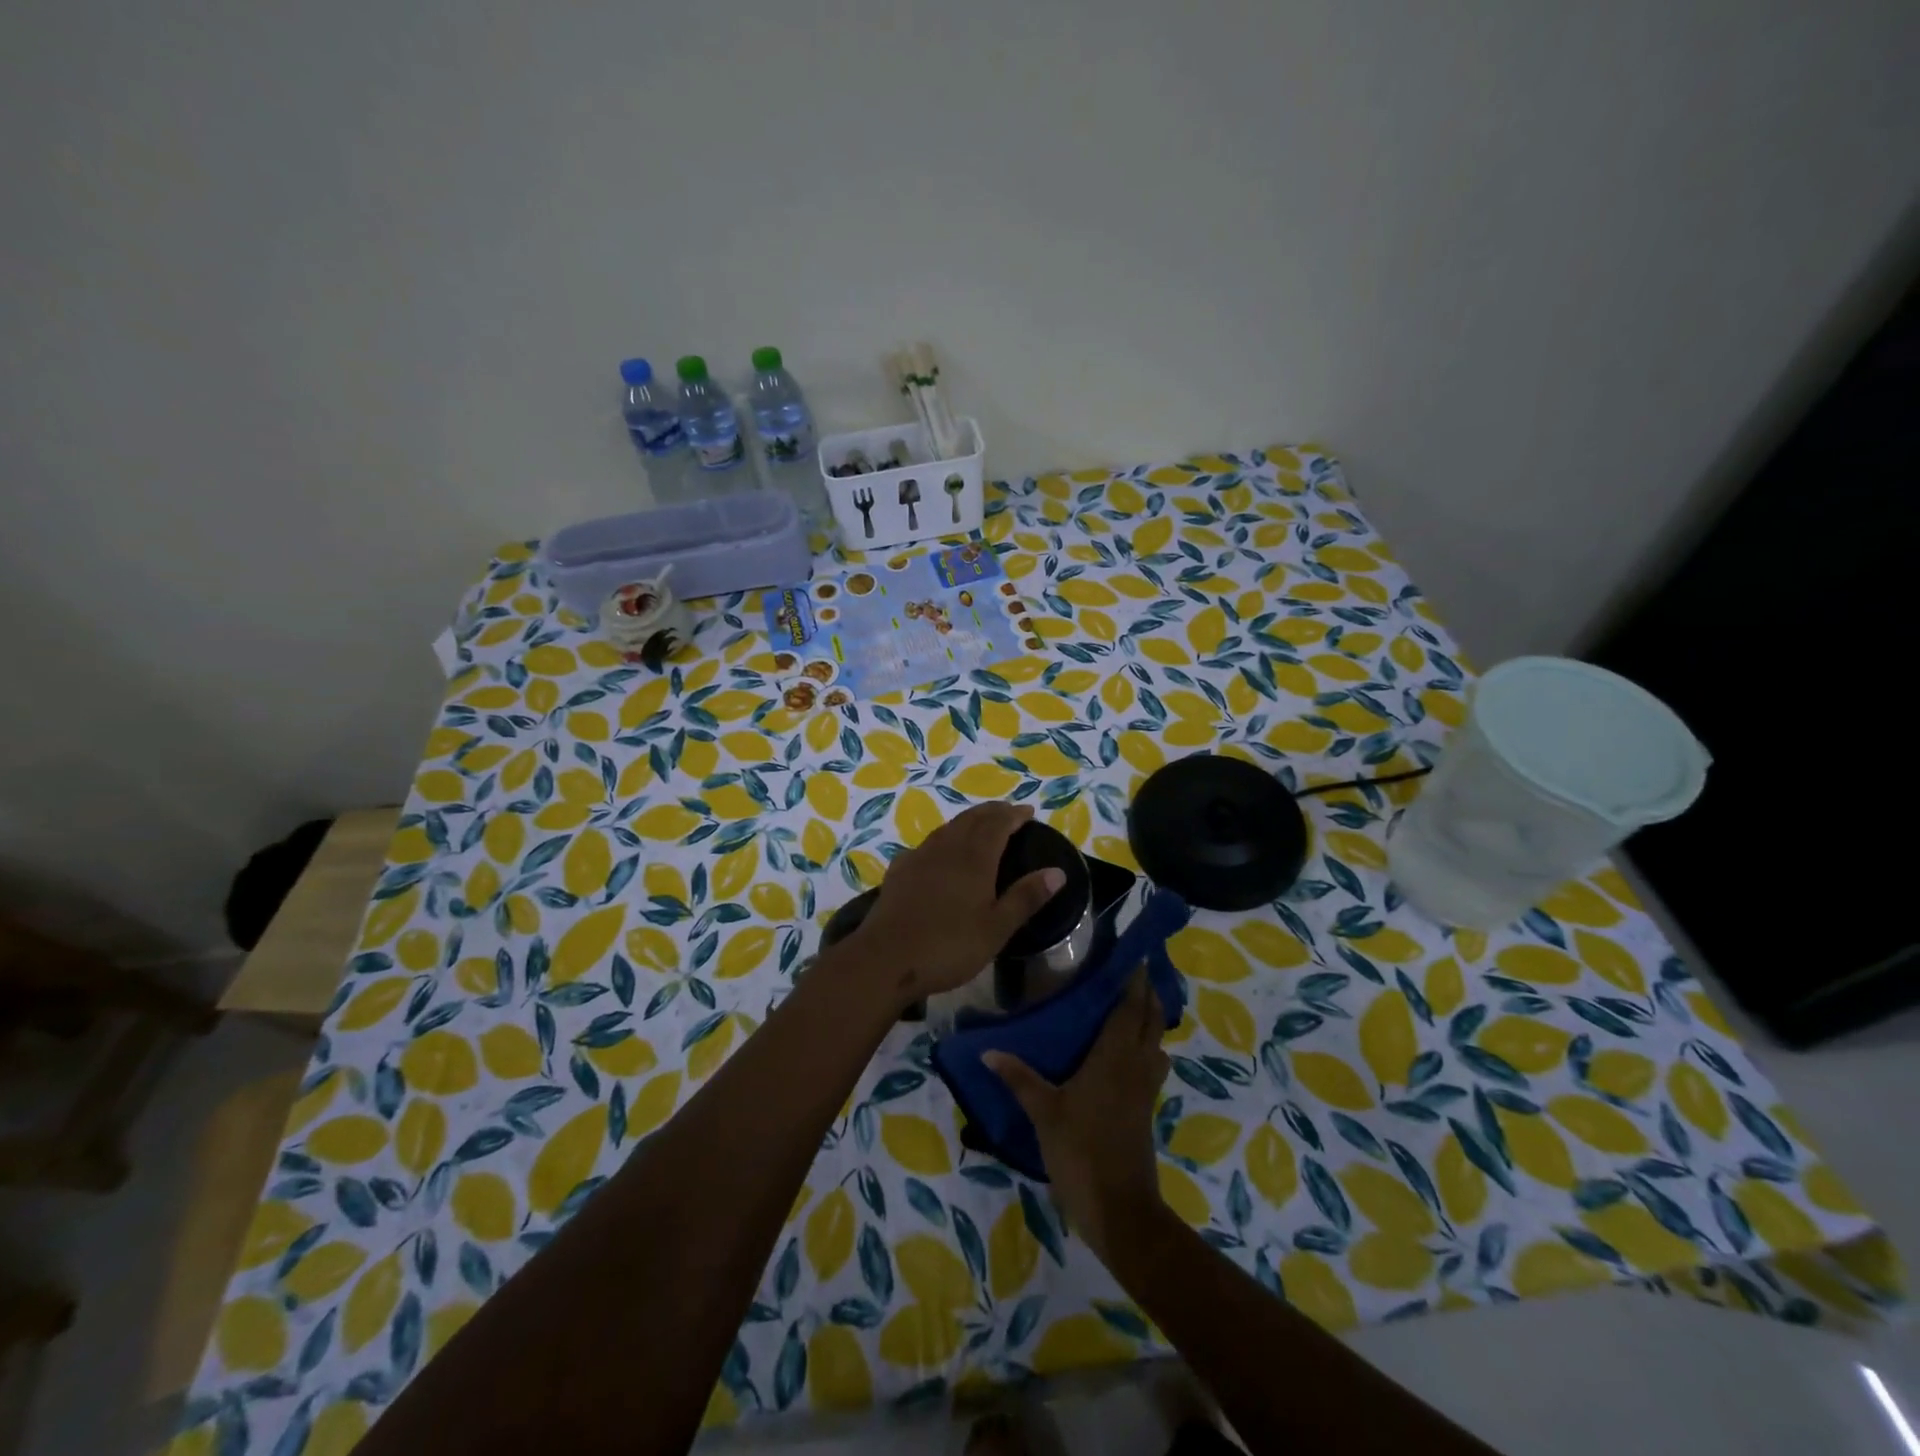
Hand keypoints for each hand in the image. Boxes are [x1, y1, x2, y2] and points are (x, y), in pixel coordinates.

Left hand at [848, 802, 1064, 1007]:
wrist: (885, 959)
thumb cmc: (948, 946)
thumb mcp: (996, 928)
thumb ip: (1026, 897)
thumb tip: (1058, 872)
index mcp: (974, 858)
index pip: (998, 824)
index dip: (1014, 815)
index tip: (1029, 812)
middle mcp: (947, 848)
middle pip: (972, 819)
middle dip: (993, 812)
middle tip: (1009, 812)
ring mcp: (919, 857)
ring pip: (948, 828)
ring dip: (968, 821)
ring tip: (980, 825)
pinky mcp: (899, 871)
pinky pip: (927, 844)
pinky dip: (943, 839)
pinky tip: (940, 852)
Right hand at [984, 969, 1170, 1263]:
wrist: (1120, 1210)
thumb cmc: (1081, 1152)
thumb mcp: (1044, 1113)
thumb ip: (1018, 1078)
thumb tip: (987, 1050)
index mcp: (1114, 1058)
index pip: (1129, 1008)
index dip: (1135, 981)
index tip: (1136, 955)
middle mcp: (1135, 1066)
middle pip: (1150, 1020)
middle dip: (1147, 993)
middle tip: (1136, 970)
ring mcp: (1145, 1089)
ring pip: (1155, 1042)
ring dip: (1151, 1019)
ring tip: (1134, 1004)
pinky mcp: (1146, 1109)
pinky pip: (1152, 1064)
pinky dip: (1147, 1046)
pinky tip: (1128, 1053)